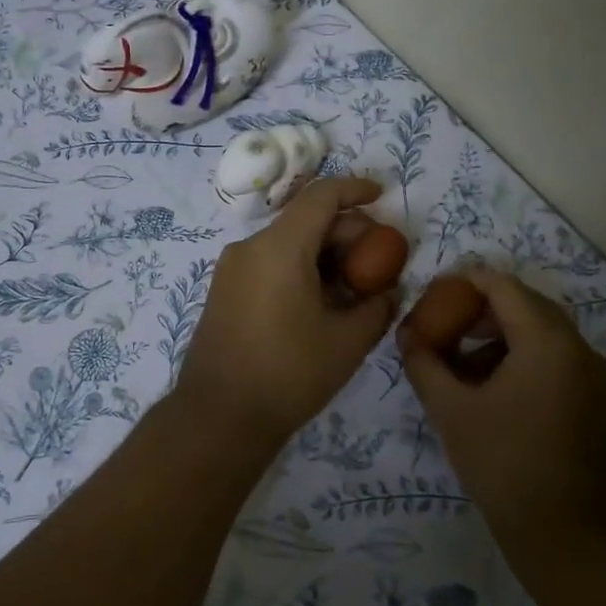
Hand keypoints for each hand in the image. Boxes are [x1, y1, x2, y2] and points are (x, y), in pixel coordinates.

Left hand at [175, 177, 395, 446]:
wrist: (219, 417)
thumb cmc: (288, 374)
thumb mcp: (347, 342)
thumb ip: (376, 307)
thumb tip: (386, 292)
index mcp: (279, 247)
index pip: (321, 196)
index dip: (355, 189)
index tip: (382, 196)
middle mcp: (250, 247)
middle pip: (305, 220)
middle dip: (346, 232)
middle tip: (378, 262)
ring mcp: (232, 269)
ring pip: (287, 242)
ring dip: (324, 253)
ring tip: (355, 286)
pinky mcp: (224, 291)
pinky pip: (269, 263)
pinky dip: (300, 268)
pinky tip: (322, 301)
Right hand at [400, 268, 605, 561]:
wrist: (568, 534)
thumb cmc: (505, 463)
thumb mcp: (451, 410)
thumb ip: (424, 363)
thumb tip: (405, 334)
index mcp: (546, 339)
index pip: (502, 285)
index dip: (463, 282)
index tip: (431, 296)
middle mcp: (576, 345)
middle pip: (523, 304)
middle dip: (478, 309)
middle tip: (440, 325)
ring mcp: (589, 373)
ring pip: (538, 331)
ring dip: (496, 334)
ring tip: (456, 359)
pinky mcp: (590, 397)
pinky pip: (550, 356)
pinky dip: (517, 356)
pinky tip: (485, 387)